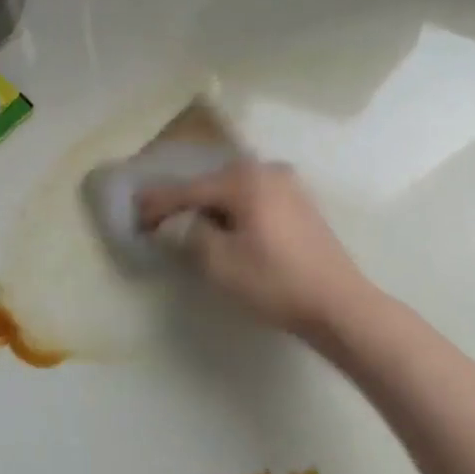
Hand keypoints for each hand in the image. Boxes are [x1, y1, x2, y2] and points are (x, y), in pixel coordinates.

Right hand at [136, 160, 370, 333]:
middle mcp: (265, 170)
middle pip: (211, 183)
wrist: (339, 304)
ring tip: (187, 222)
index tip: (135, 212)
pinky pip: (254, 196)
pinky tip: (225, 225)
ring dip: (210, 204)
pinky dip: (234, 208)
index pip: (189, 189)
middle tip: (157, 218)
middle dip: (184, 200)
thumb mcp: (220, 263)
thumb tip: (178, 223)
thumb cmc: (275, 282)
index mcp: (243, 180)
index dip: (158, 203)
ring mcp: (287, 183)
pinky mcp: (299, 201)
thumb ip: (190, 235)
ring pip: (233, 189)